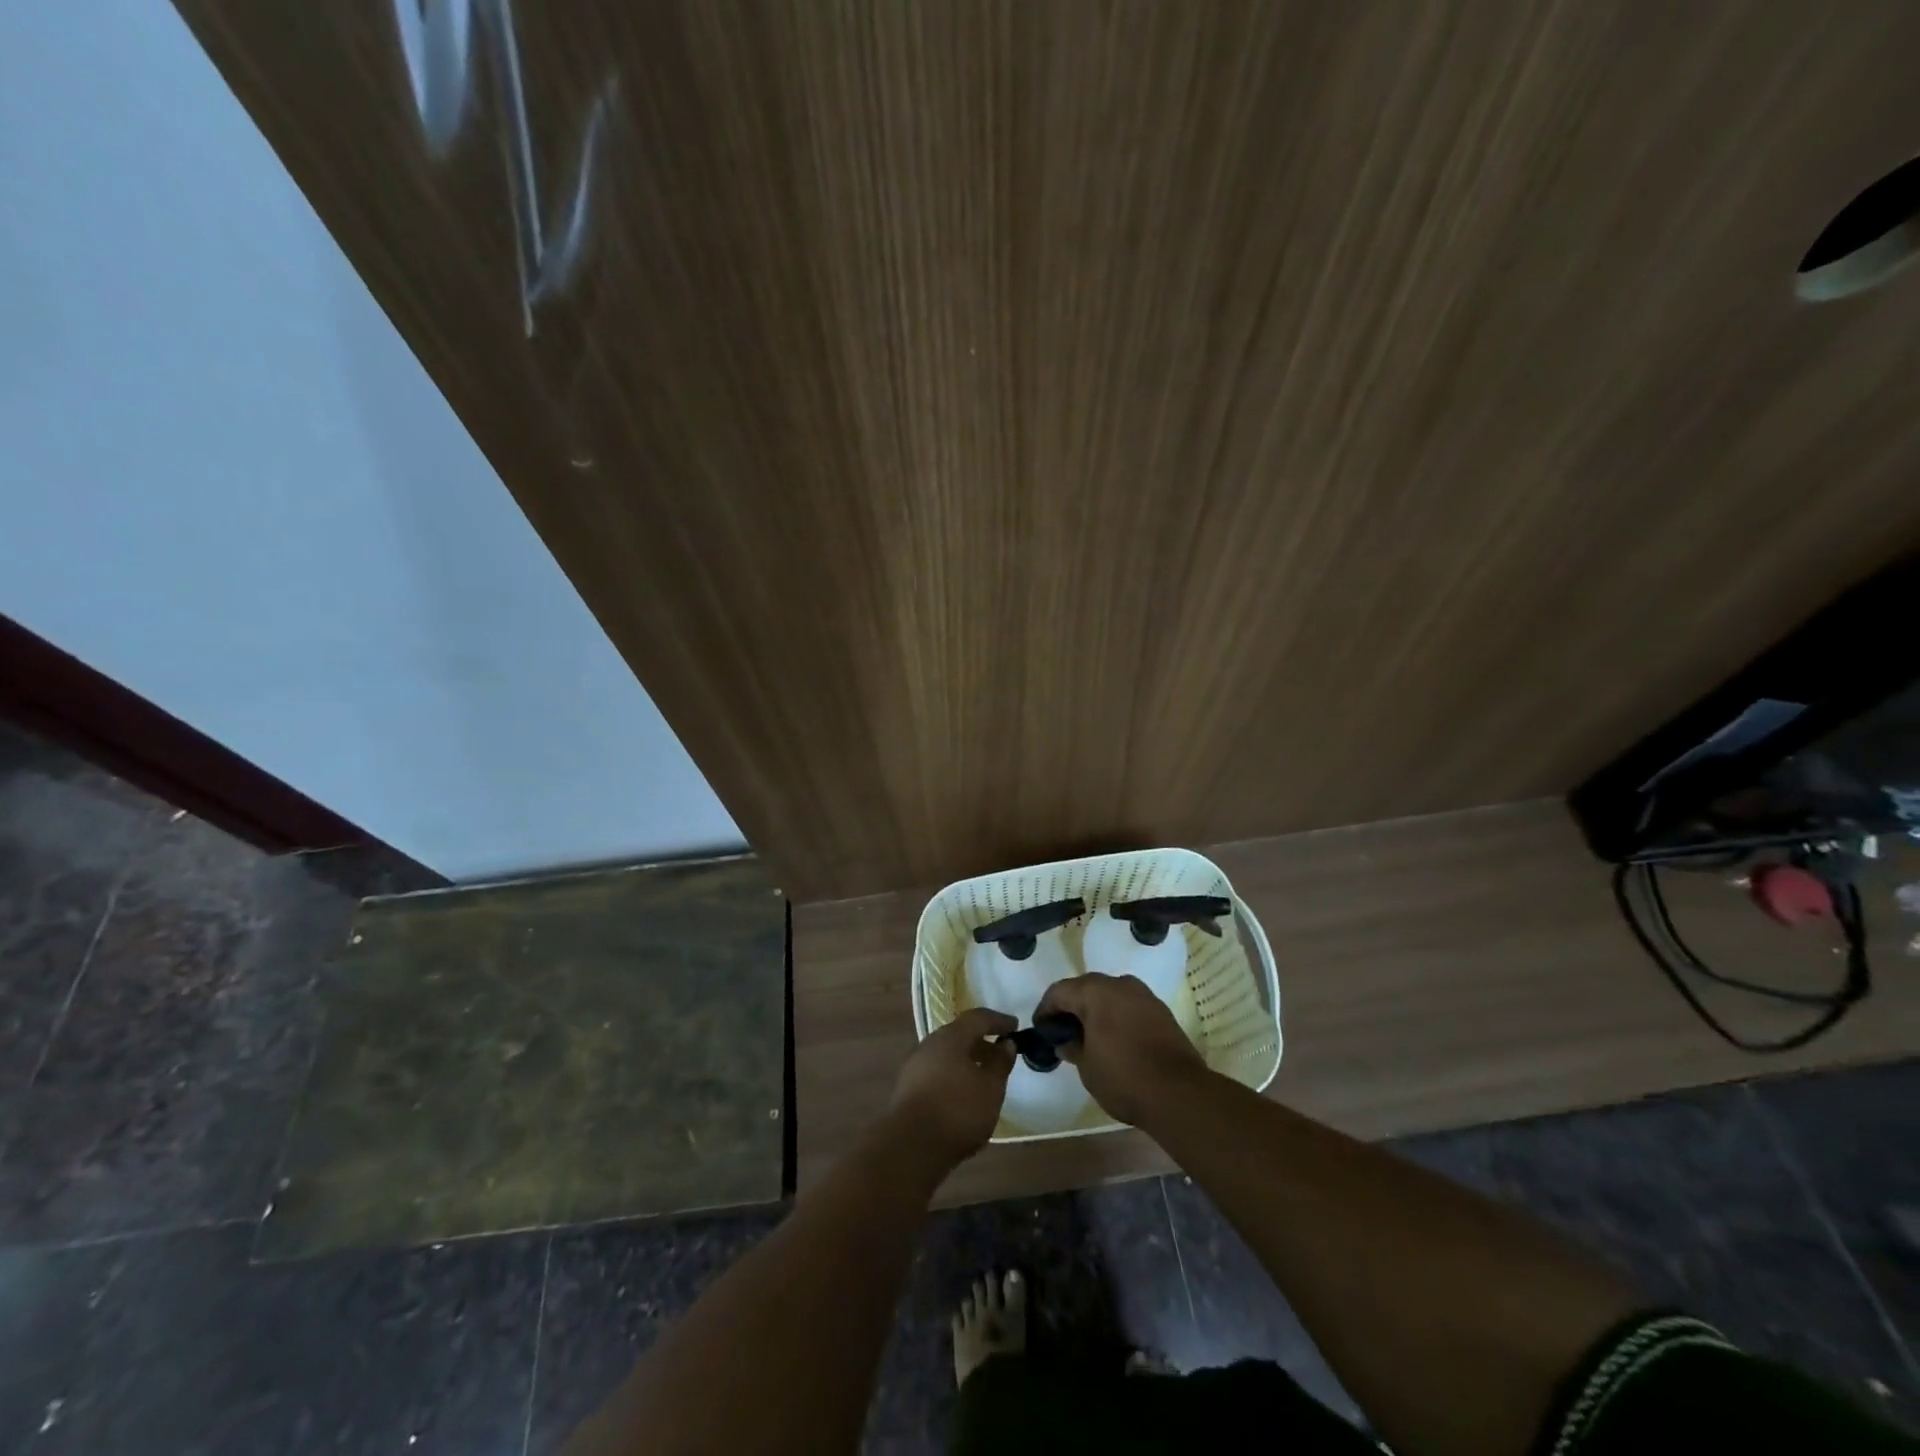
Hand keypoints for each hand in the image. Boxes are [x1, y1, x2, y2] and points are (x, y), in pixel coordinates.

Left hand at [889, 1008, 1017, 1165]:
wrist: (910, 1147)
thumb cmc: (957, 1110)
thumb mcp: (990, 1088)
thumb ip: (1000, 1063)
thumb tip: (1006, 1044)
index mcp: (950, 1037)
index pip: (977, 1018)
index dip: (998, 1021)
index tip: (1016, 1026)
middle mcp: (929, 1045)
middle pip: (959, 1036)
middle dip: (981, 1042)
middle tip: (1001, 1053)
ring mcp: (914, 1067)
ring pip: (947, 1055)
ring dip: (967, 1061)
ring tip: (985, 1077)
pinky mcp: (907, 1090)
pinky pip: (937, 1072)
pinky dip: (954, 1076)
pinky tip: (964, 1095)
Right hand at [1036, 973, 1208, 1127]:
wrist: (1179, 1093)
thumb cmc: (1124, 1077)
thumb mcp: (1087, 1067)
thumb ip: (1072, 1048)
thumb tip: (1065, 1041)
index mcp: (1095, 992)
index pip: (1059, 992)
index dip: (1046, 1009)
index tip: (1040, 1029)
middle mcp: (1119, 984)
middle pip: (1085, 988)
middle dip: (1071, 1007)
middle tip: (1062, 1031)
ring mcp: (1143, 995)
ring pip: (1110, 995)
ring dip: (1095, 1010)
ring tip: (1088, 1036)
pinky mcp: (1161, 1011)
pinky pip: (1129, 1006)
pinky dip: (1116, 1016)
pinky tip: (1114, 1038)